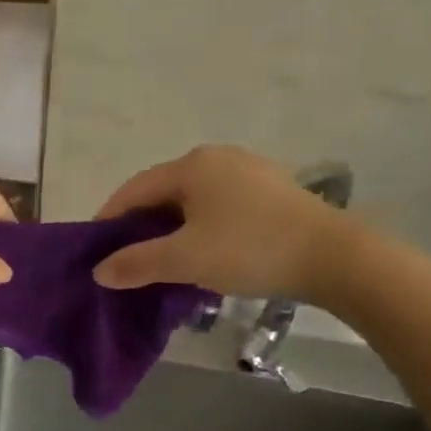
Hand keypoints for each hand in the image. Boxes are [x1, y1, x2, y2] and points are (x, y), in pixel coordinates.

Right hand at [91, 146, 356, 303]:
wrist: (334, 257)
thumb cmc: (249, 249)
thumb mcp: (184, 259)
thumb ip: (137, 263)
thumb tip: (99, 271)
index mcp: (192, 165)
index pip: (134, 190)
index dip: (109, 220)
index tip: (96, 252)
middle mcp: (218, 159)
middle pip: (164, 194)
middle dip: (141, 228)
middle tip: (128, 263)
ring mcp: (249, 173)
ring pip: (193, 203)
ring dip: (172, 232)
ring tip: (163, 265)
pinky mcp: (272, 193)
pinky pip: (220, 210)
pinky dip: (202, 231)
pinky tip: (204, 257)